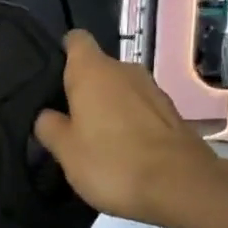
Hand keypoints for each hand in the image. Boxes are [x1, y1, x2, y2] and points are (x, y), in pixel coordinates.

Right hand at [33, 32, 227, 227]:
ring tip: (93, 138)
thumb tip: (46, 115)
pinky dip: (129, 123)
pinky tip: (122, 150)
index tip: (52, 78)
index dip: (62, 53)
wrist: (182, 187)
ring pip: (120, 90)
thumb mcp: (65, 150)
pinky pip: (140, 109)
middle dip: (83, 88)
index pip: (75, 40)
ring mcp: (153, 90)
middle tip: (66, 120)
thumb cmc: (112, 162)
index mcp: (92, 70)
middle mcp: (125, 70)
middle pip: (97, 68)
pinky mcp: (172, 113)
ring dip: (107, 107)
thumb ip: (49, 127)